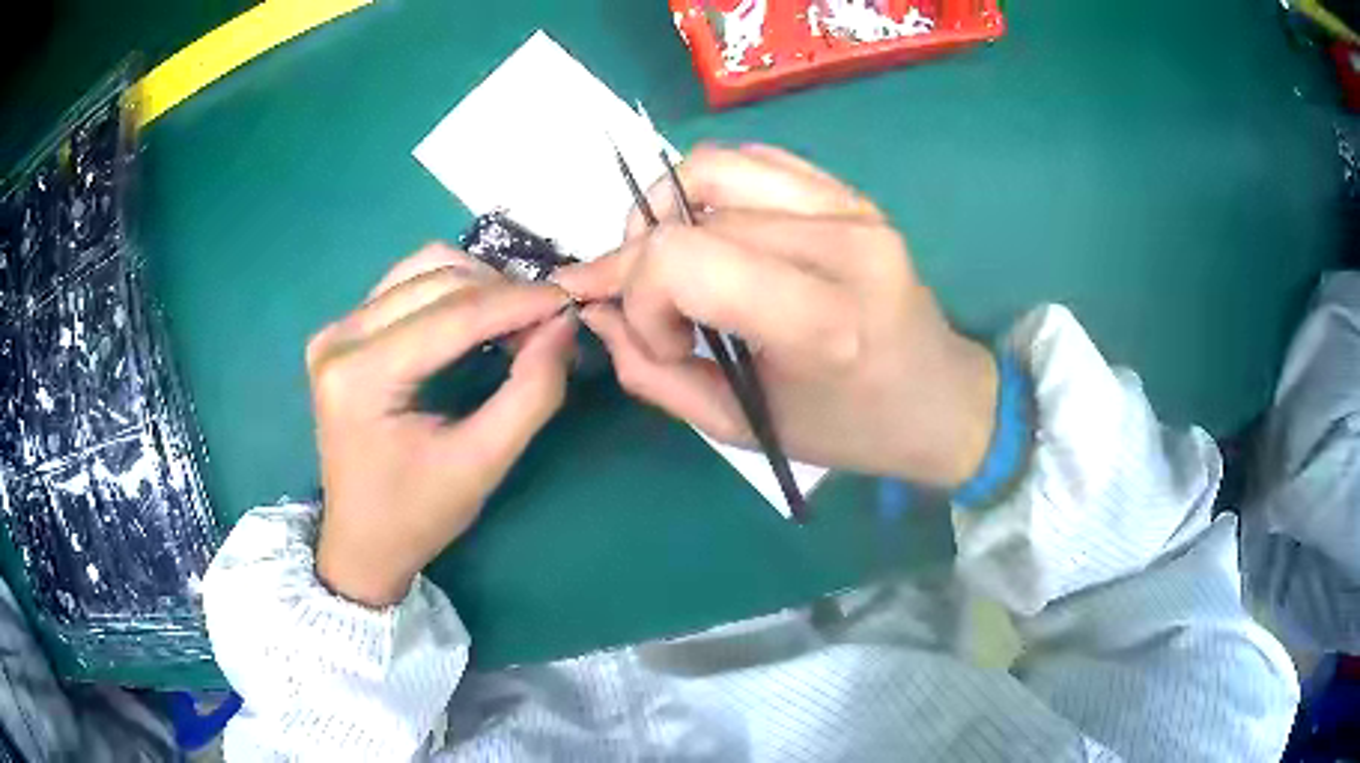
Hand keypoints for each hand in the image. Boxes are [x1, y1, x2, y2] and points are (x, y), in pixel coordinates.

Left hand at [307, 244, 574, 606]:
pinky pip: (406, 283)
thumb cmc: (418, 515)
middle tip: (545, 324)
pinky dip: (452, 290)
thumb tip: (563, 326)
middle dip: (501, 293)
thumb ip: (530, 393)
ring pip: (422, 268)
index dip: (517, 303)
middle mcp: (340, 338)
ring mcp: (336, 330)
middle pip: (436, 280)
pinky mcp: (343, 330)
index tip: (571, 300)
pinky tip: (477, 317)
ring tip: (514, 320)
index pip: (451, 317)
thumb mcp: (483, 464)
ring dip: (478, 284)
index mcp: (361, 377)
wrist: (361, 541)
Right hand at [555, 145, 996, 487]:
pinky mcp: (851, 192)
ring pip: (713, 167)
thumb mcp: (741, 428)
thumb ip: (653, 372)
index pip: (681, 259)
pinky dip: (710, 190)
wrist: (941, 398)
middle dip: (640, 260)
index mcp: (822, 320)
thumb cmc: (851, 430)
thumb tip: (597, 312)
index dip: (639, 296)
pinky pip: (754, 160)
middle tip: (650, 306)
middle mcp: (841, 243)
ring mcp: (851, 206)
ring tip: (671, 259)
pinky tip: (716, 234)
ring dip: (666, 210)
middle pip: (689, 209)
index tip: (661, 340)